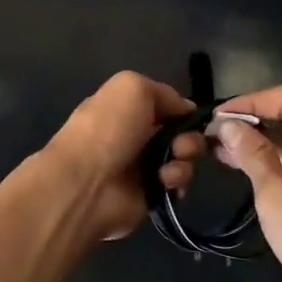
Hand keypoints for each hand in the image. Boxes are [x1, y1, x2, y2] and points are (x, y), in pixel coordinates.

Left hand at [47, 72, 202, 243]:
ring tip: (170, 166)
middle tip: (181, 146)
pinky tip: (164, 181)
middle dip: (190, 137)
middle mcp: (136, 135)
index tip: (196, 117)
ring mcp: (144, 166)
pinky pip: (177, 184)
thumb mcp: (132, 87)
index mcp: (128, 108)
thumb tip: (186, 109)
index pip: (167, 105)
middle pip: (181, 132)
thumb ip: (164, 92)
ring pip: (183, 158)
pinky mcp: (151, 193)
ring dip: (184, 159)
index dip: (184, 110)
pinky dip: (176, 181)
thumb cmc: (107, 129)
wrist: (85, 183)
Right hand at [212, 85, 281, 281]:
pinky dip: (280, 154)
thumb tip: (229, 125)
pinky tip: (253, 167)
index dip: (252, 101)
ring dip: (269, 135)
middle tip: (230, 126)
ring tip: (229, 147)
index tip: (221, 116)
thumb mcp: (276, 195)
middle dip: (263, 112)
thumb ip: (253, 154)